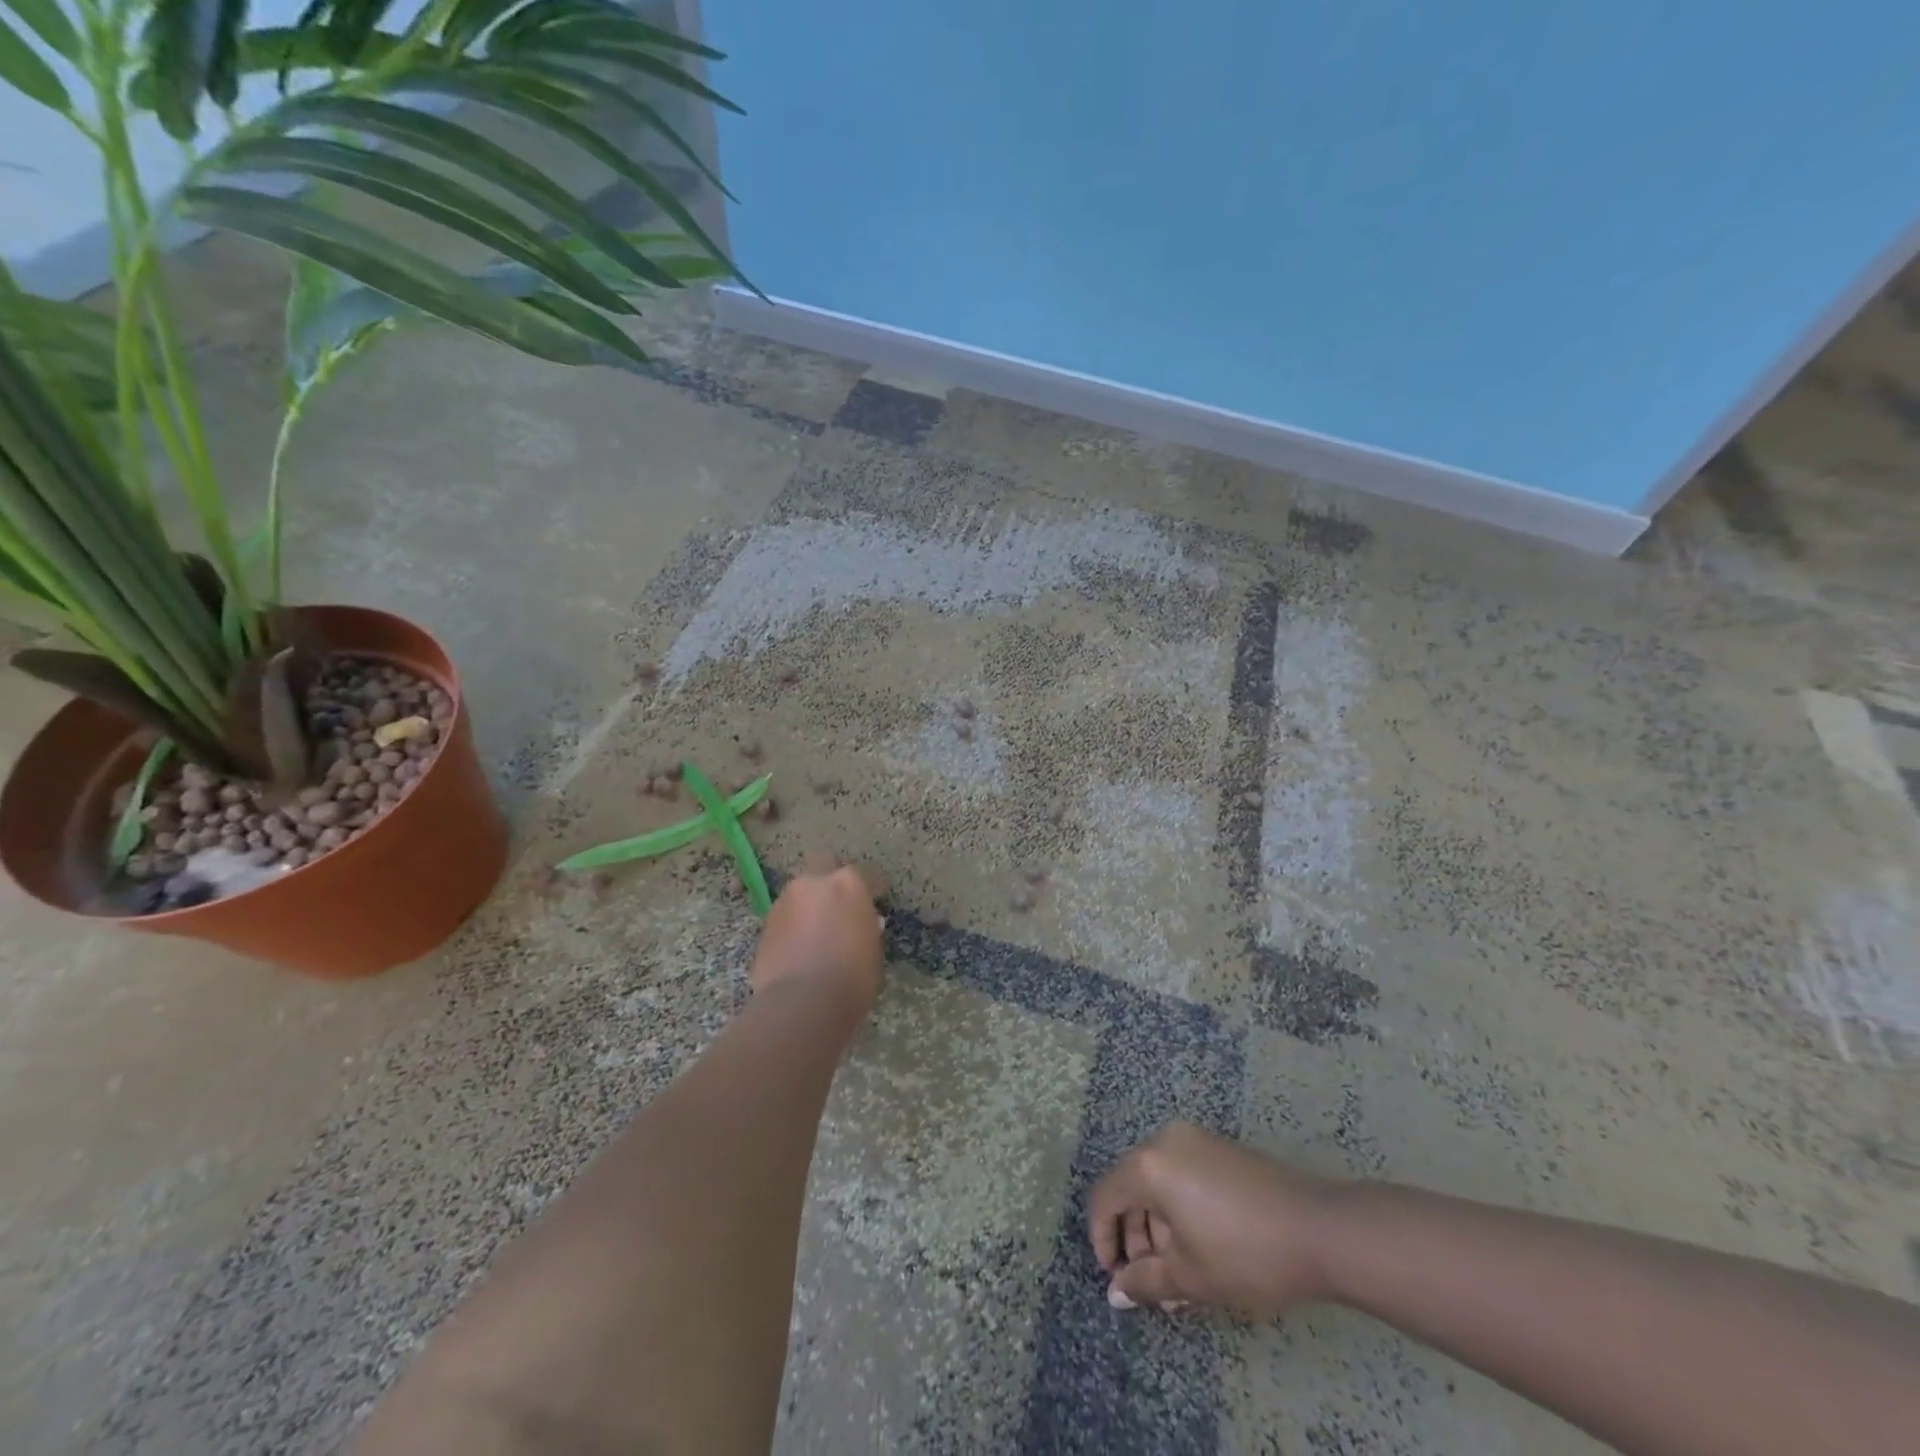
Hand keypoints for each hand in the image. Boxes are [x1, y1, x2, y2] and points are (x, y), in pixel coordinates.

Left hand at [750, 861, 884, 1019]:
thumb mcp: (872, 949)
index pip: (865, 875)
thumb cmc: (852, 976)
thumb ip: (864, 926)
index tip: (875, 900)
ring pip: (800, 893)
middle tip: (838, 904)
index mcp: (848, 884)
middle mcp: (813, 883)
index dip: (871, 888)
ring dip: (808, 905)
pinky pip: (785, 917)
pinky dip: (792, 926)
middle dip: (830, 879)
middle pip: (822, 864)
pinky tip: (799, 948)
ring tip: (816, 931)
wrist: (802, 1002)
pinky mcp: (765, 925)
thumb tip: (857, 922)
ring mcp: (785, 901)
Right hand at [1089, 1122, 1341, 1316]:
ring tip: (1179, 1279)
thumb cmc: (1245, 1253)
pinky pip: (1182, 1176)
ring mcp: (1195, 1140)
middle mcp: (1165, 1140)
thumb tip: (1115, 1292)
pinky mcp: (1219, 1148)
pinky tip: (1200, 1250)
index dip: (1103, 1239)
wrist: (1319, 1229)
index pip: (1105, 1197)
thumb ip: (1145, 1281)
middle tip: (1152, 1285)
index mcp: (1149, 1164)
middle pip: (1132, 1188)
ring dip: (1159, 1229)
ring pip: (1159, 1184)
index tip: (1116, 1278)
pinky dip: (1180, 1210)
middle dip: (1136, 1239)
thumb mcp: (1190, 1276)